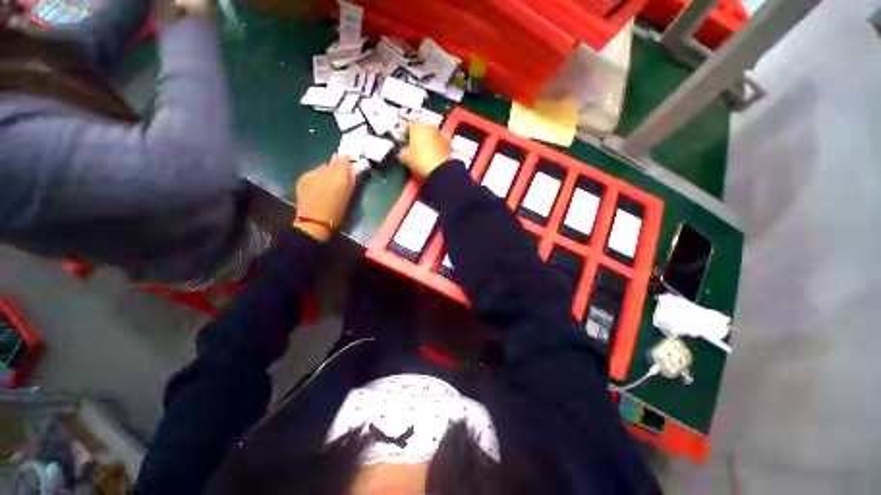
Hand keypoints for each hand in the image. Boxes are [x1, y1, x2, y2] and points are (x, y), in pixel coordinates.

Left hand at [293, 155, 355, 241]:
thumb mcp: (349, 196)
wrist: (314, 221)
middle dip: (337, 166)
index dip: (347, 160)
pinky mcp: (303, 177)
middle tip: (339, 175)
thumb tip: (352, 169)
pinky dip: (317, 176)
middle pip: (332, 161)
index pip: (344, 159)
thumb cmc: (337, 212)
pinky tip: (317, 187)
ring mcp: (312, 173)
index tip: (349, 164)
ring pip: (322, 166)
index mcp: (339, 176)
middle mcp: (325, 170)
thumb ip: (351, 180)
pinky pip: (313, 172)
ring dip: (326, 171)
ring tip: (327, 182)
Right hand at [402, 122, 452, 180]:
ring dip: (425, 139)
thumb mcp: (406, 159)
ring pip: (430, 133)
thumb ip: (401, 153)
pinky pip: (439, 140)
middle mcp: (429, 126)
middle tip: (410, 146)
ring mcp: (440, 133)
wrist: (441, 171)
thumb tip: (402, 152)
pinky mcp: (448, 142)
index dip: (401, 134)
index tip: (399, 143)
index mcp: (417, 127)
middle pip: (419, 128)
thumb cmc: (421, 162)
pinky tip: (434, 149)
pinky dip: (436, 143)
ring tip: (422, 149)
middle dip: (414, 136)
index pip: (406, 126)